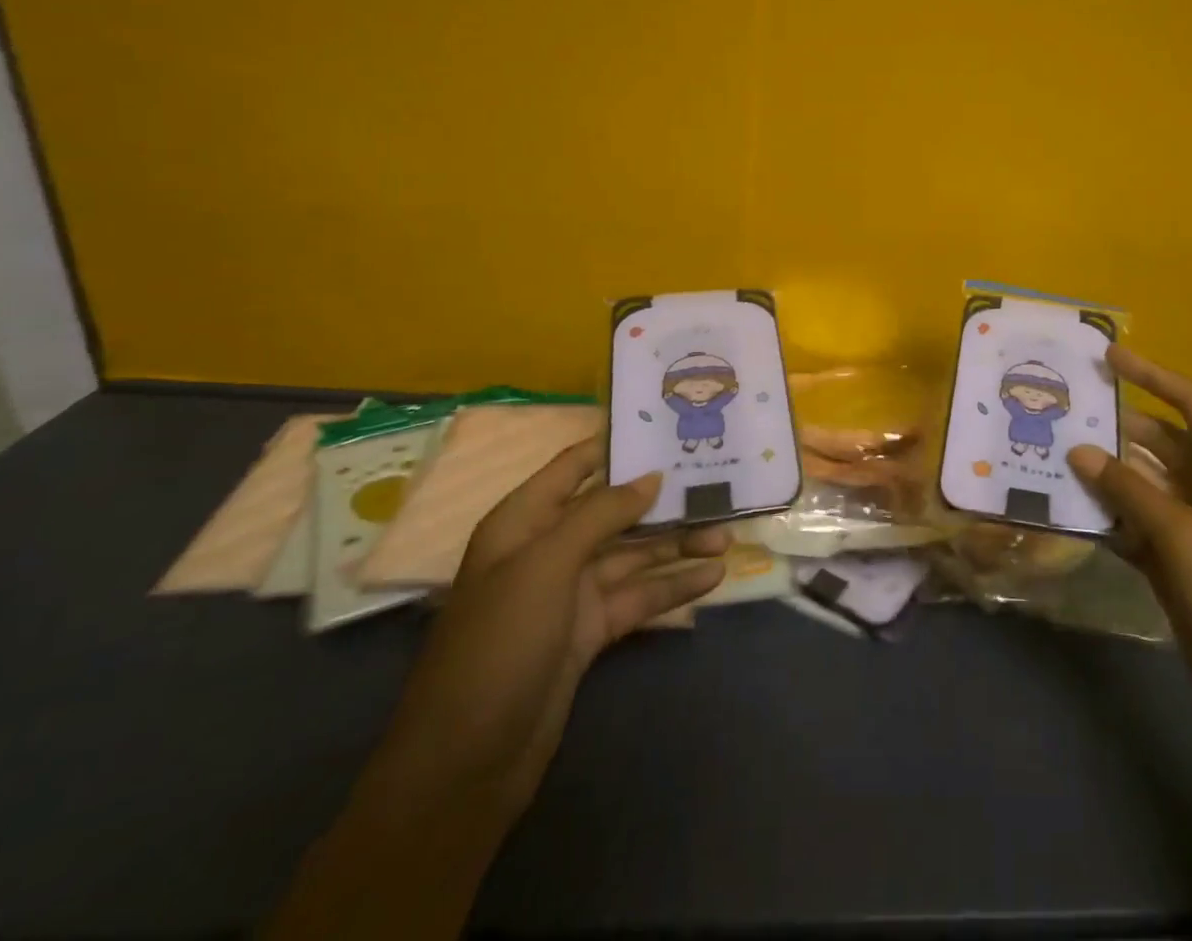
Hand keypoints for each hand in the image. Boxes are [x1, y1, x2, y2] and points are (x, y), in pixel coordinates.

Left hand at [268, 443, 727, 940]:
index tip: (668, 428)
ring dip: (678, 546)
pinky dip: (673, 587)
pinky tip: (713, 578)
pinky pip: (639, 596)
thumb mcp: (546, 564)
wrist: (466, 763)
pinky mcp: (590, 631)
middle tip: (717, 487)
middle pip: (616, 512)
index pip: (575, 466)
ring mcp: (571, 593)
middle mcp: (548, 549)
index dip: (617, 445)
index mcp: (524, 522)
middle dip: (664, 502)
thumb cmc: (499, 642)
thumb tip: (651, 476)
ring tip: (726, 538)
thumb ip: (601, 513)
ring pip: (634, 555)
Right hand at [1069, 346, 1191, 735]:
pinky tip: (1072, 511)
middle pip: (1162, 444)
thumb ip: (1128, 490)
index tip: (1109, 356)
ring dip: (1108, 474)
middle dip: (1119, 427)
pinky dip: (1110, 518)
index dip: (1153, 375)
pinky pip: (1138, 525)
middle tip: (1067, 411)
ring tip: (1056, 454)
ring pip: (1145, 485)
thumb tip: (1078, 450)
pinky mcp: (1179, 564)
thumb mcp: (1182, 536)